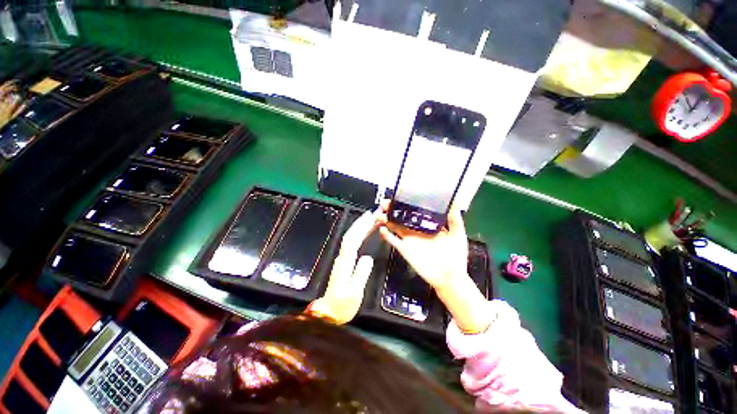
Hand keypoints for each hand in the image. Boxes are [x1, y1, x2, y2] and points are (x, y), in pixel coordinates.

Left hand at [309, 209, 379, 323]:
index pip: (352, 239)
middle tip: (372, 213)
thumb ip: (360, 275)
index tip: (370, 217)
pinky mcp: (344, 262)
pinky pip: (352, 244)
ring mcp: (342, 259)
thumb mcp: (354, 294)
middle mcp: (342, 257)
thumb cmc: (342, 305)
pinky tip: (364, 233)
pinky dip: (358, 235)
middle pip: (350, 235)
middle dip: (361, 223)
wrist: (328, 313)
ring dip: (359, 227)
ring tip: (371, 219)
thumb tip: (368, 257)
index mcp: (345, 262)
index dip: (360, 227)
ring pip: (350, 238)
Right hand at [376, 201, 467, 290]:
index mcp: (428, 224)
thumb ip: (455, 220)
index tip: (400, 195)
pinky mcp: (405, 249)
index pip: (415, 210)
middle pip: (401, 217)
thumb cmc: (455, 256)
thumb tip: (455, 202)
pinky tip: (382, 229)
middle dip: (392, 209)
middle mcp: (416, 229)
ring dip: (386, 220)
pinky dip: (387, 235)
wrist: (449, 277)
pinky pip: (393, 241)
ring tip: (379, 214)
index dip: (406, 203)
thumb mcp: (457, 235)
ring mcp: (409, 239)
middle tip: (385, 203)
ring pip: (395, 226)